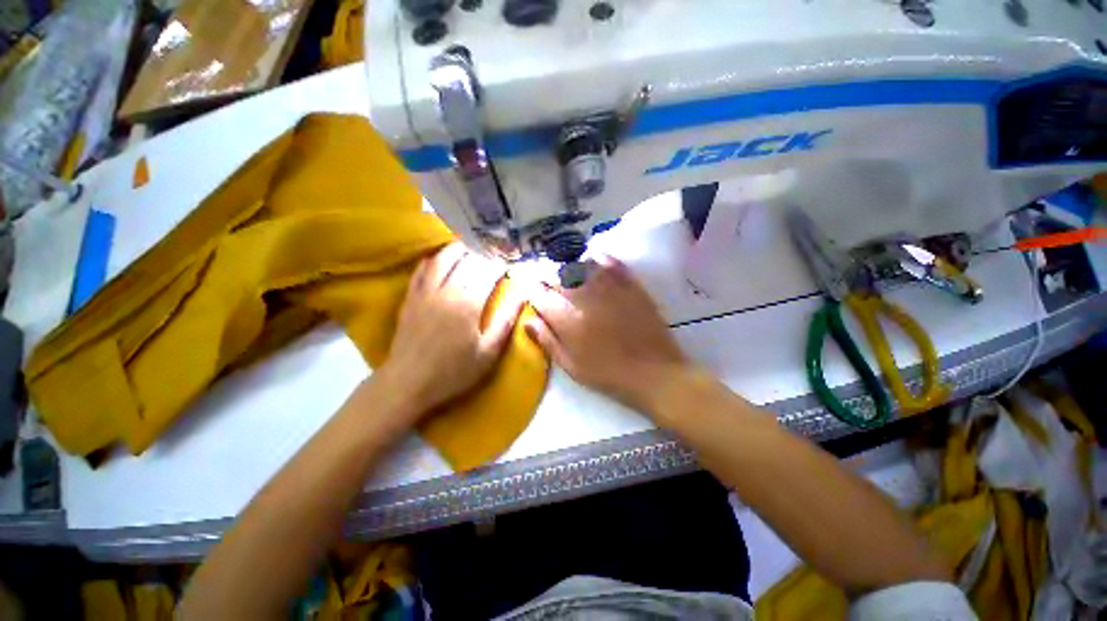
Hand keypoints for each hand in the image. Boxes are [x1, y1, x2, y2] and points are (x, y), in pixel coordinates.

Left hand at [376, 242, 524, 420]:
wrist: (407, 383)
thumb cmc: (454, 372)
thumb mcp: (488, 352)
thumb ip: (506, 321)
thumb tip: (523, 295)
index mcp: (468, 304)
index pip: (488, 274)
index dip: (500, 267)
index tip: (509, 267)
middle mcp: (447, 291)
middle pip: (467, 262)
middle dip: (482, 255)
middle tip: (493, 255)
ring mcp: (425, 292)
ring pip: (442, 259)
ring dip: (457, 249)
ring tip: (470, 246)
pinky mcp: (410, 297)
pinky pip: (421, 270)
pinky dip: (433, 259)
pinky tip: (440, 257)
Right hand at [525, 256, 689, 412]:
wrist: (654, 373)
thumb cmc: (608, 374)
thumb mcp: (572, 366)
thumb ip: (548, 341)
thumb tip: (528, 320)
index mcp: (568, 320)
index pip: (541, 295)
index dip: (531, 289)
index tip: (530, 289)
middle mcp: (585, 298)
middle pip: (557, 276)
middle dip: (546, 275)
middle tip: (544, 279)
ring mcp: (609, 289)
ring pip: (581, 265)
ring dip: (567, 264)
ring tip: (563, 269)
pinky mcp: (630, 285)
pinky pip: (610, 263)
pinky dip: (597, 257)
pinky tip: (590, 256)